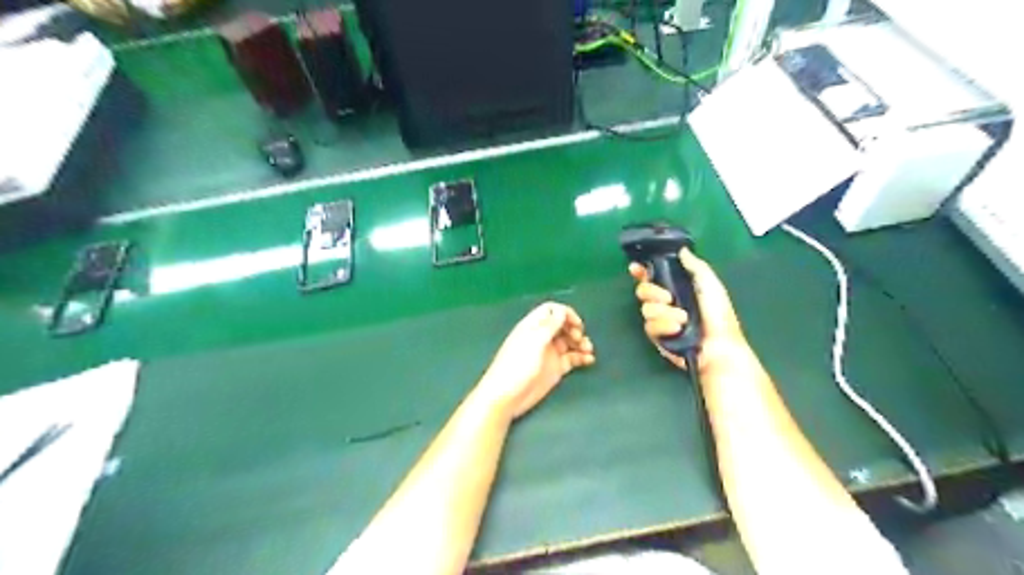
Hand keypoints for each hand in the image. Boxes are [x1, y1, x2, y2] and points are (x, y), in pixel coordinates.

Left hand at [475, 303, 596, 420]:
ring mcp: (549, 353)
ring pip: (570, 342)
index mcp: (533, 326)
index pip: (552, 311)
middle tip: (579, 338)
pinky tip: (589, 360)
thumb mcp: (534, 342)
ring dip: (581, 343)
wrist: (507, 396)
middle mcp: (542, 337)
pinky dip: (582, 357)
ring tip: (588, 350)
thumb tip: (562, 311)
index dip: (566, 314)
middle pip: (563, 325)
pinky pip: (572, 358)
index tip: (577, 324)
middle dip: (575, 329)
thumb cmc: (517, 365)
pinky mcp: (555, 368)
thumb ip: (549, 326)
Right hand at [629, 248, 748, 369]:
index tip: (636, 268)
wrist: (719, 347)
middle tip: (668, 298)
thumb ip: (695, 266)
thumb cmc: (719, 315)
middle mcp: (665, 302)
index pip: (652, 276)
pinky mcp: (657, 337)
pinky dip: (664, 326)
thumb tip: (682, 250)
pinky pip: (650, 326)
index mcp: (677, 287)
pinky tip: (677, 329)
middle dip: (652, 292)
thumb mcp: (710, 285)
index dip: (641, 271)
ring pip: (645, 309)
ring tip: (683, 319)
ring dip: (665, 313)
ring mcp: (660, 320)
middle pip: (642, 290)